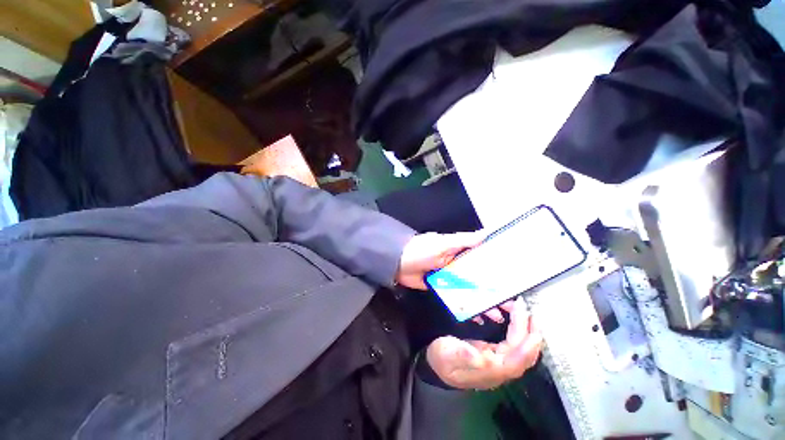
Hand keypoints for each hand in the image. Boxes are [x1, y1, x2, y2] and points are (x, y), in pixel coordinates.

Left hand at [396, 231, 511, 323]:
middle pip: (479, 278)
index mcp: (459, 252)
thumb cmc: (421, 250)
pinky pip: (457, 298)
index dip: (497, 268)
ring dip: (483, 301)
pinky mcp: (442, 289)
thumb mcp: (443, 243)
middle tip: (511, 303)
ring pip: (470, 290)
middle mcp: (457, 265)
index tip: (513, 279)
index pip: (483, 259)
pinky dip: (466, 306)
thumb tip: (487, 233)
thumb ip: (464, 240)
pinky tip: (477, 316)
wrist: (398, 263)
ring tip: (498, 314)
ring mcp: (450, 278)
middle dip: (494, 290)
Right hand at [425, 297, 543, 389]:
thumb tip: (482, 357)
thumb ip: (463, 355)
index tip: (524, 315)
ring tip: (523, 312)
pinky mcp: (496, 356)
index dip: (524, 338)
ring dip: (526, 331)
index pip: (515, 358)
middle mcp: (499, 369)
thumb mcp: (447, 354)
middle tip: (525, 308)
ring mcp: (500, 363)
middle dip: (529, 330)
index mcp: (490, 370)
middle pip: (523, 354)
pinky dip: (519, 333)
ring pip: (521, 350)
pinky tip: (517, 322)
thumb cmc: (442, 358)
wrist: (437, 366)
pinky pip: (514, 346)